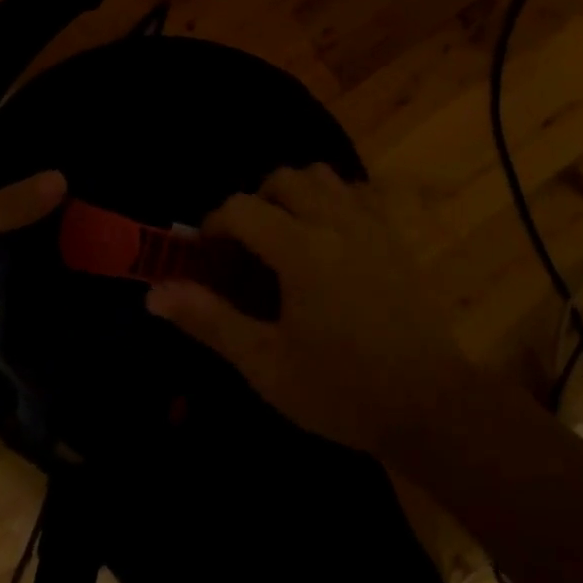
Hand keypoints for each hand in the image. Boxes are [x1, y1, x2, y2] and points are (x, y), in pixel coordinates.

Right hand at [146, 165, 474, 456]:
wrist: (428, 405)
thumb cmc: (341, 390)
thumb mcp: (266, 364)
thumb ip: (210, 320)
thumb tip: (154, 293)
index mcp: (301, 249)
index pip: (241, 208)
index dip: (213, 225)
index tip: (206, 257)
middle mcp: (337, 221)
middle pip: (284, 179)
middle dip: (254, 203)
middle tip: (246, 248)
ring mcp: (372, 224)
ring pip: (323, 178)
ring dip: (295, 195)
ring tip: (285, 238)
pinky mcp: (395, 237)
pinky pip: (357, 194)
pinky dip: (332, 202)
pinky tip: (329, 242)